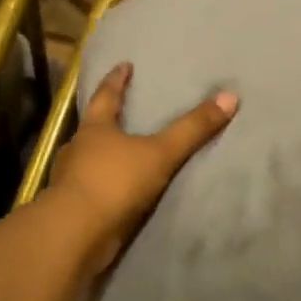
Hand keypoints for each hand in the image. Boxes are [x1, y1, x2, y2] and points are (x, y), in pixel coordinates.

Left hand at [46, 62, 238, 273]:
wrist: (74, 234)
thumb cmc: (114, 182)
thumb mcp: (160, 153)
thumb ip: (192, 129)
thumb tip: (230, 96)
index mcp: (95, 128)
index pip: (106, 96)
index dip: (117, 80)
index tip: (124, 65)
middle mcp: (78, 149)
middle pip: (93, 127)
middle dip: (107, 119)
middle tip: (123, 111)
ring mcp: (70, 180)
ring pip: (88, 160)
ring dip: (102, 156)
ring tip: (122, 154)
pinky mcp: (71, 209)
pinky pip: (90, 190)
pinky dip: (103, 187)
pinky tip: (115, 193)